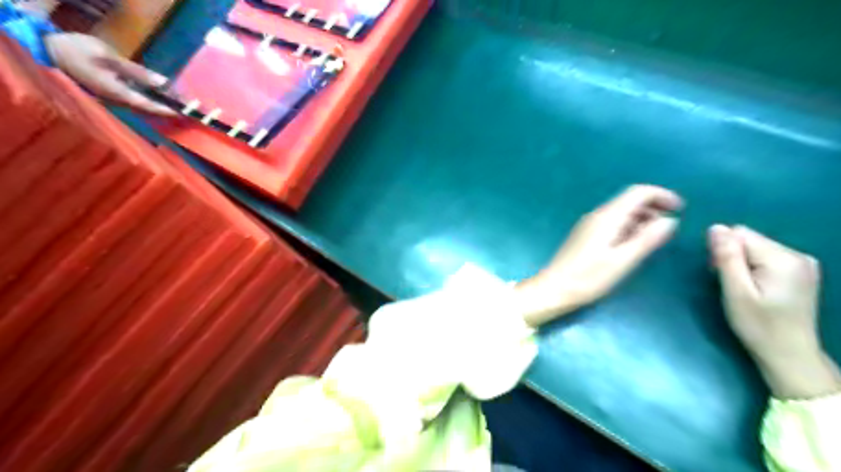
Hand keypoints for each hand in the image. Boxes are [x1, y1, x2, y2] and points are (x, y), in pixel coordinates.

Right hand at [45, 30, 174, 115]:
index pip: (147, 106)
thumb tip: (163, 82)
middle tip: (187, 107)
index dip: (167, 110)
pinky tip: (160, 95)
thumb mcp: (108, 57)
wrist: (47, 50)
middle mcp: (116, 101)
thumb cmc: (78, 51)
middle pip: (148, 108)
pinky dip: (150, 99)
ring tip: (179, 101)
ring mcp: (113, 100)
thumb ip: (136, 72)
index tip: (183, 113)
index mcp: (116, 93)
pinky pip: (135, 101)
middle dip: (167, 108)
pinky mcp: (111, 95)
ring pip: (142, 105)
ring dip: (160, 104)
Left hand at [513, 185, 682, 328]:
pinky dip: (628, 227)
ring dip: (641, 218)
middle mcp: (596, 215)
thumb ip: (647, 239)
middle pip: (629, 201)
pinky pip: (611, 223)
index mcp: (606, 217)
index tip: (680, 209)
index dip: (661, 195)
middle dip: (653, 207)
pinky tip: (634, 243)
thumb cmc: (588, 277)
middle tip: (670, 227)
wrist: (554, 288)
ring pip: (620, 212)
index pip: (637, 192)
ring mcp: (589, 225)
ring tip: (656, 237)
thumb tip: (669, 220)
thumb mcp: (623, 260)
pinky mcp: (585, 236)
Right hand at [709, 225, 840, 397]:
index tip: (720, 275)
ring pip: (756, 247)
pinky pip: (766, 256)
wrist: (789, 354)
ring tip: (743, 289)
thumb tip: (716, 227)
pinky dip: (754, 268)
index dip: (723, 251)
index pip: (740, 234)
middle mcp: (798, 254)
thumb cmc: (758, 325)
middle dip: (733, 257)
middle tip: (731, 285)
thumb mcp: (736, 292)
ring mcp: (803, 263)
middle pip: (750, 239)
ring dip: (742, 263)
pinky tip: (756, 288)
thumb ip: (727, 257)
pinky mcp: (801, 271)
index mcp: (783, 258)